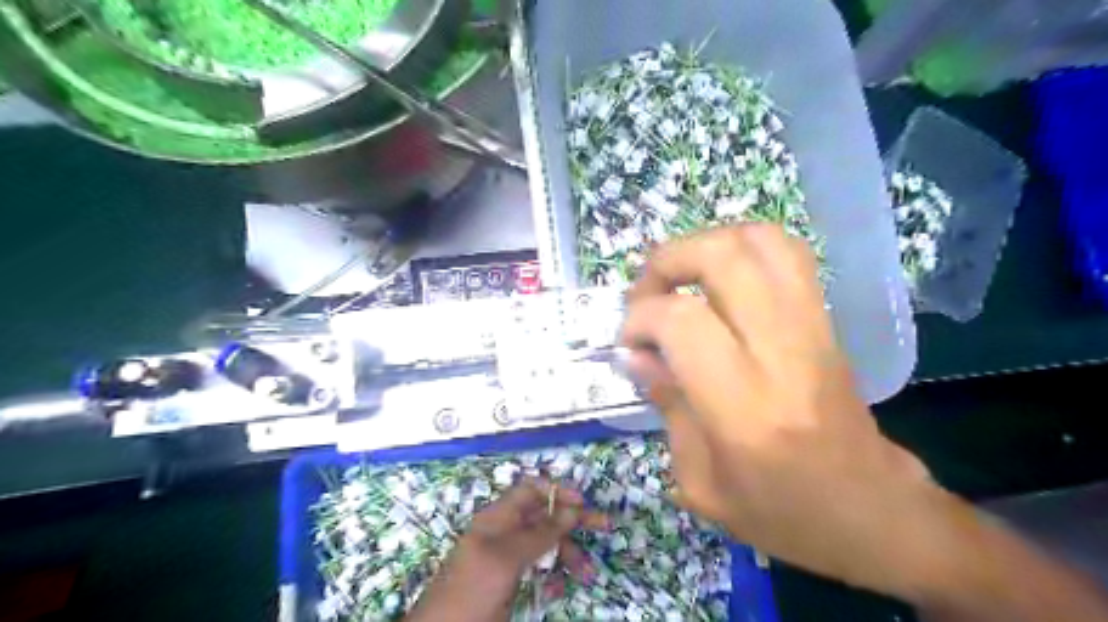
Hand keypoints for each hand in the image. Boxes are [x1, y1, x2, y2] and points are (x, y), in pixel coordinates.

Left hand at [406, 479, 605, 618]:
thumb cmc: (471, 589)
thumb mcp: (506, 558)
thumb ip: (539, 532)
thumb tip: (571, 508)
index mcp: (498, 517)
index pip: (531, 490)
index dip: (557, 490)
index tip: (583, 501)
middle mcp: (505, 532)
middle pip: (544, 515)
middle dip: (572, 521)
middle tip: (603, 526)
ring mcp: (509, 558)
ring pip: (546, 544)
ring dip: (568, 553)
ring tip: (587, 572)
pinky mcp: (512, 582)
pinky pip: (539, 570)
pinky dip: (554, 575)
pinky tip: (561, 587)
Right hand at [620, 224, 936, 597]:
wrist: (874, 512)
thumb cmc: (783, 513)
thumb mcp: (700, 483)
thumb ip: (666, 406)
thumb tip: (636, 353)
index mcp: (744, 408)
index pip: (682, 321)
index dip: (640, 318)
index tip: (628, 342)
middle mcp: (781, 353)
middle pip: (723, 258)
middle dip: (668, 261)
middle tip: (646, 294)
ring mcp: (811, 328)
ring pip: (759, 241)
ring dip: (705, 245)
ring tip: (681, 278)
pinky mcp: (826, 321)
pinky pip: (786, 255)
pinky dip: (741, 249)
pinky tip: (718, 281)